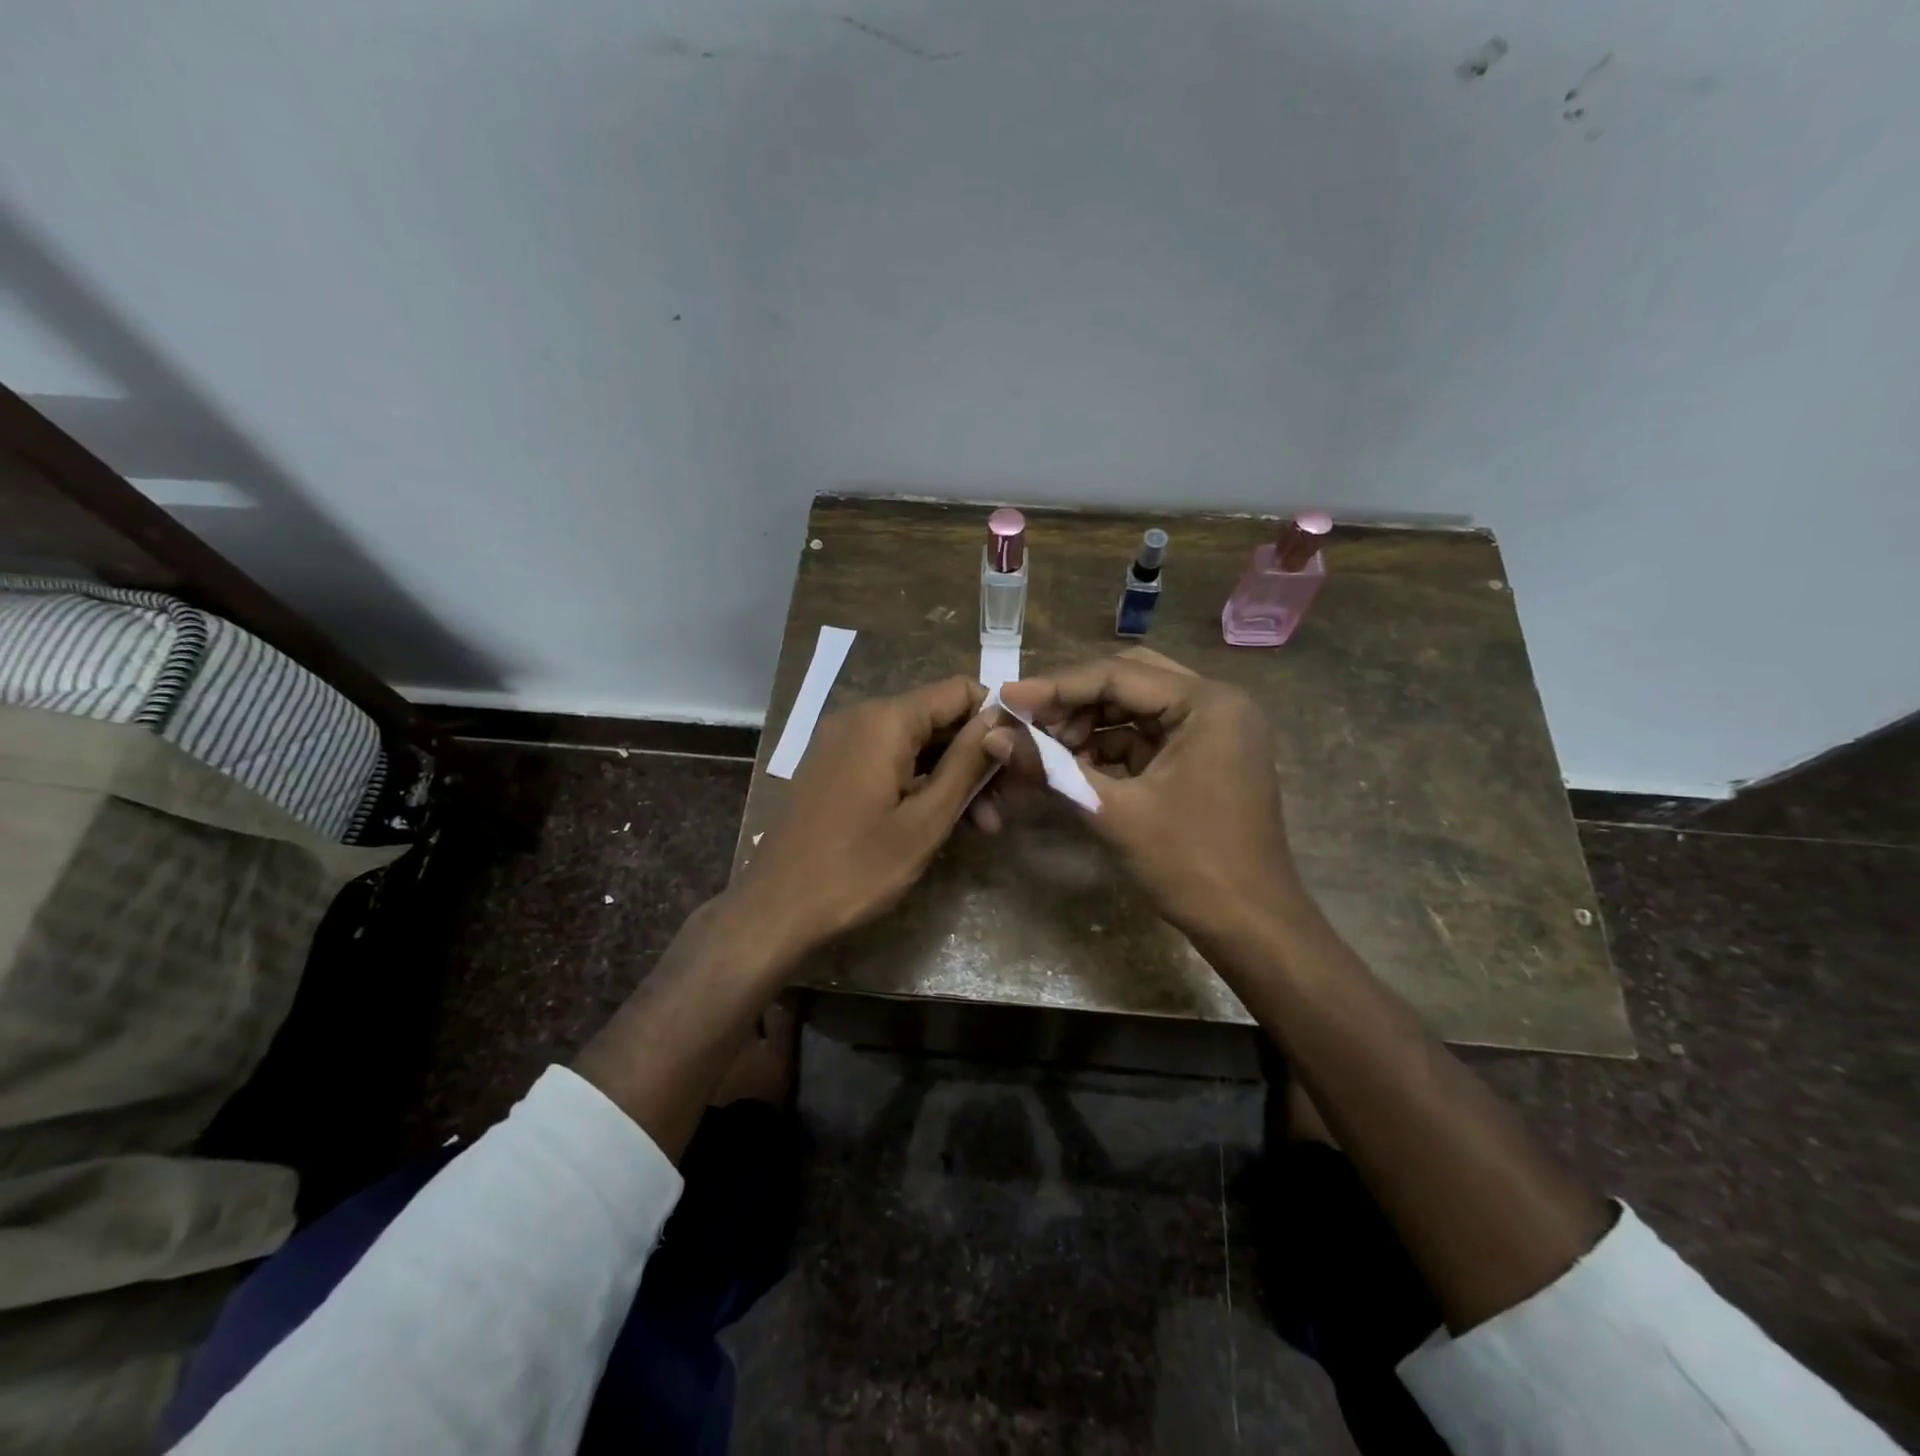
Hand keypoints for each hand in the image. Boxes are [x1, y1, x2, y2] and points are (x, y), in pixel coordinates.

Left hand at [735, 675, 997, 952]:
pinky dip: (919, 783)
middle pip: (937, 718)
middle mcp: (861, 716)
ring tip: (981, 826)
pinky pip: (888, 759)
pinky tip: (940, 821)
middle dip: (975, 757)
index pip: (959, 691)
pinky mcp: (833, 766)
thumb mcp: (925, 820)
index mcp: (885, 720)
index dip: (995, 719)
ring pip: (915, 743)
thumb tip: (1001, 720)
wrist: (776, 907)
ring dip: (951, 776)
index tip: (1018, 761)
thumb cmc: (857, 867)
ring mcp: (842, 741)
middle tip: (1004, 808)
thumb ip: (966, 764)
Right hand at [986, 649, 1317, 940]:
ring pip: (1136, 708)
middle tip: (1026, 720)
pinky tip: (1074, 766)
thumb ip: (1051, 768)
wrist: (1251, 926)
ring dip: (1089, 724)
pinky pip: (1147, 737)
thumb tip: (992, 736)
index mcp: (1208, 703)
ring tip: (1045, 748)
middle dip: (1073, 701)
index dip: (1056, 687)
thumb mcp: (1115, 812)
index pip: (1118, 675)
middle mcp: (1217, 704)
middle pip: (1129, 681)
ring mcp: (1214, 731)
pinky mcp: (1204, 758)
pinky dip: (1109, 748)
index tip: (1006, 699)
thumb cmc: (1191, 865)